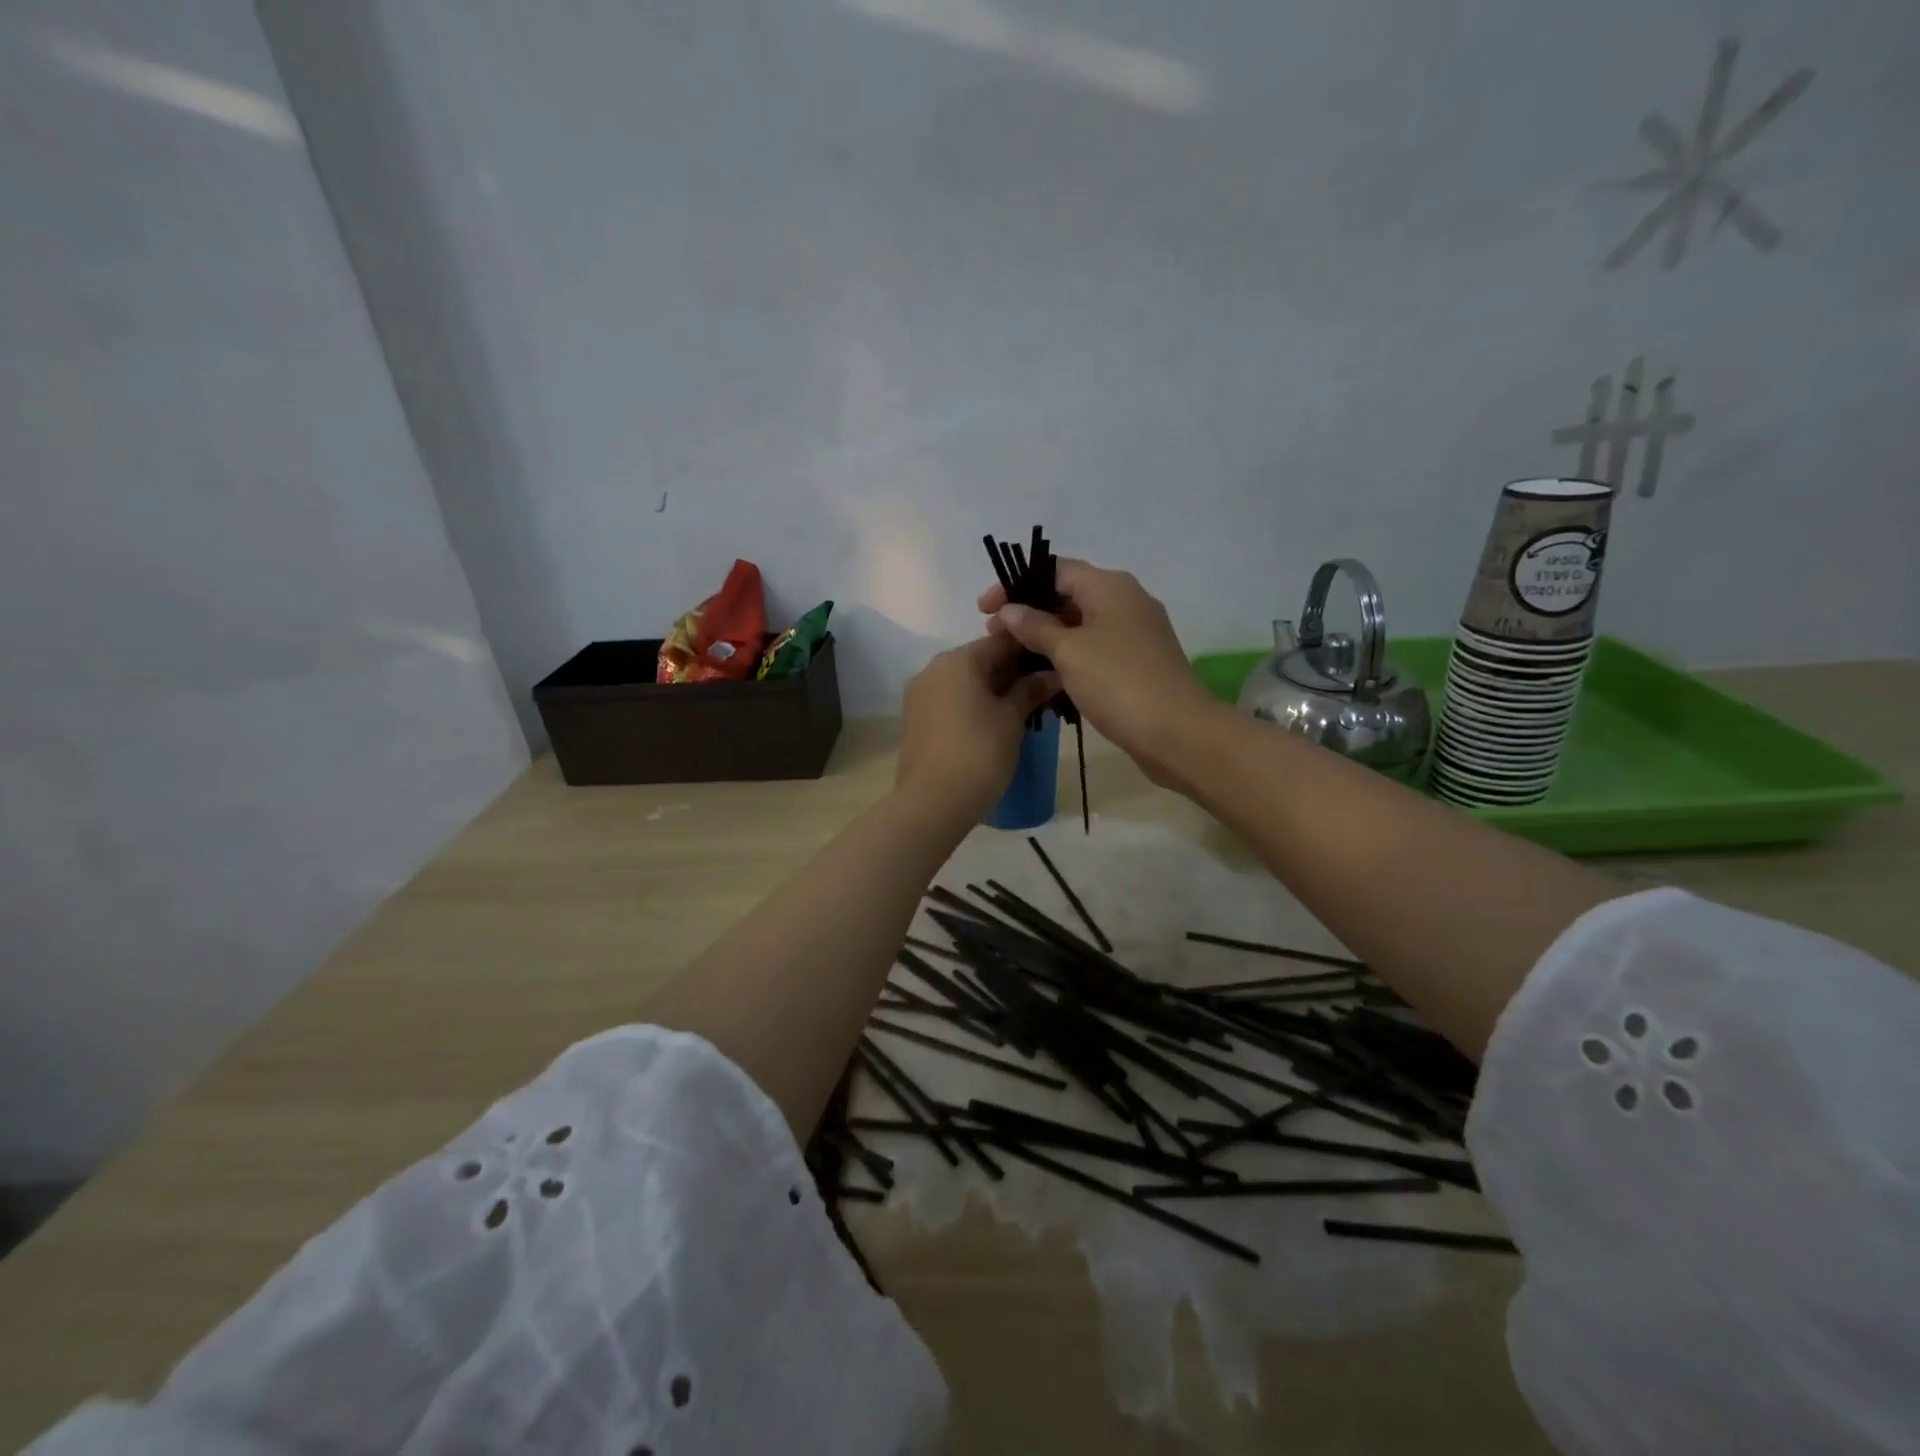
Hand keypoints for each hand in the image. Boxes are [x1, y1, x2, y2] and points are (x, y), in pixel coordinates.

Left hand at [896, 635, 1060, 820]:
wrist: (933, 801)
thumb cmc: (980, 752)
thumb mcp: (1012, 719)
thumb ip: (1031, 690)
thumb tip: (1052, 674)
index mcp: (958, 660)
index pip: (1000, 641)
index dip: (1028, 651)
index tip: (1051, 666)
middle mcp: (933, 668)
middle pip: (979, 660)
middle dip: (1009, 673)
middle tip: (1038, 694)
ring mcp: (919, 694)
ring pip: (962, 682)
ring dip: (989, 691)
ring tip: (1017, 713)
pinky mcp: (913, 719)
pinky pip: (948, 701)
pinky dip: (969, 705)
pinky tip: (989, 726)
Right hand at [979, 559, 1218, 783]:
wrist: (1177, 732)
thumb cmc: (1117, 682)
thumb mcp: (1069, 651)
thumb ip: (1035, 626)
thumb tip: (1010, 609)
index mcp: (1110, 586)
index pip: (1054, 570)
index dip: (1016, 585)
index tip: (985, 610)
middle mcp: (1126, 600)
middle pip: (1068, 594)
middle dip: (1029, 612)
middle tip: (996, 636)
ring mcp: (1135, 632)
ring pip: (1081, 624)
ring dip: (1047, 636)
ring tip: (1015, 656)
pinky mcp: (1138, 661)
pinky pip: (1095, 647)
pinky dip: (1069, 654)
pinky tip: (1046, 674)